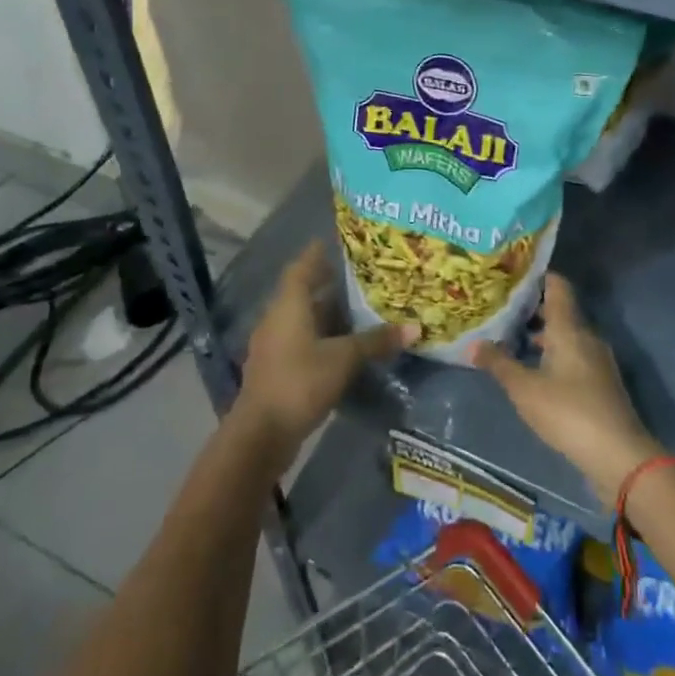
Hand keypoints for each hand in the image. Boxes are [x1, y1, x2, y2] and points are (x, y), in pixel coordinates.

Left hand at [235, 242, 413, 452]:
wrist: (260, 433)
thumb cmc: (300, 382)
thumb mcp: (344, 358)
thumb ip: (376, 341)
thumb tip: (414, 328)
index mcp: (289, 305)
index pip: (302, 267)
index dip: (317, 253)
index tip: (335, 242)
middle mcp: (277, 318)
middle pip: (302, 291)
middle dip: (327, 283)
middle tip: (357, 275)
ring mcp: (273, 344)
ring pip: (301, 318)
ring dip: (324, 312)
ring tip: (356, 309)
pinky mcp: (275, 368)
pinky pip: (300, 340)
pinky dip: (320, 336)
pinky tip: (341, 345)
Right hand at [472, 274, 662, 502]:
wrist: (618, 456)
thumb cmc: (568, 412)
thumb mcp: (525, 389)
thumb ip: (499, 364)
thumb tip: (474, 343)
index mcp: (569, 329)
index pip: (557, 287)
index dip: (537, 277)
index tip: (512, 275)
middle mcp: (586, 337)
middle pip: (560, 312)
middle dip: (532, 309)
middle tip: (501, 309)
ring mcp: (597, 361)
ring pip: (566, 336)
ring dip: (542, 336)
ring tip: (511, 339)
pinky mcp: (600, 384)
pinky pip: (573, 357)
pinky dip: (553, 356)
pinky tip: (534, 371)